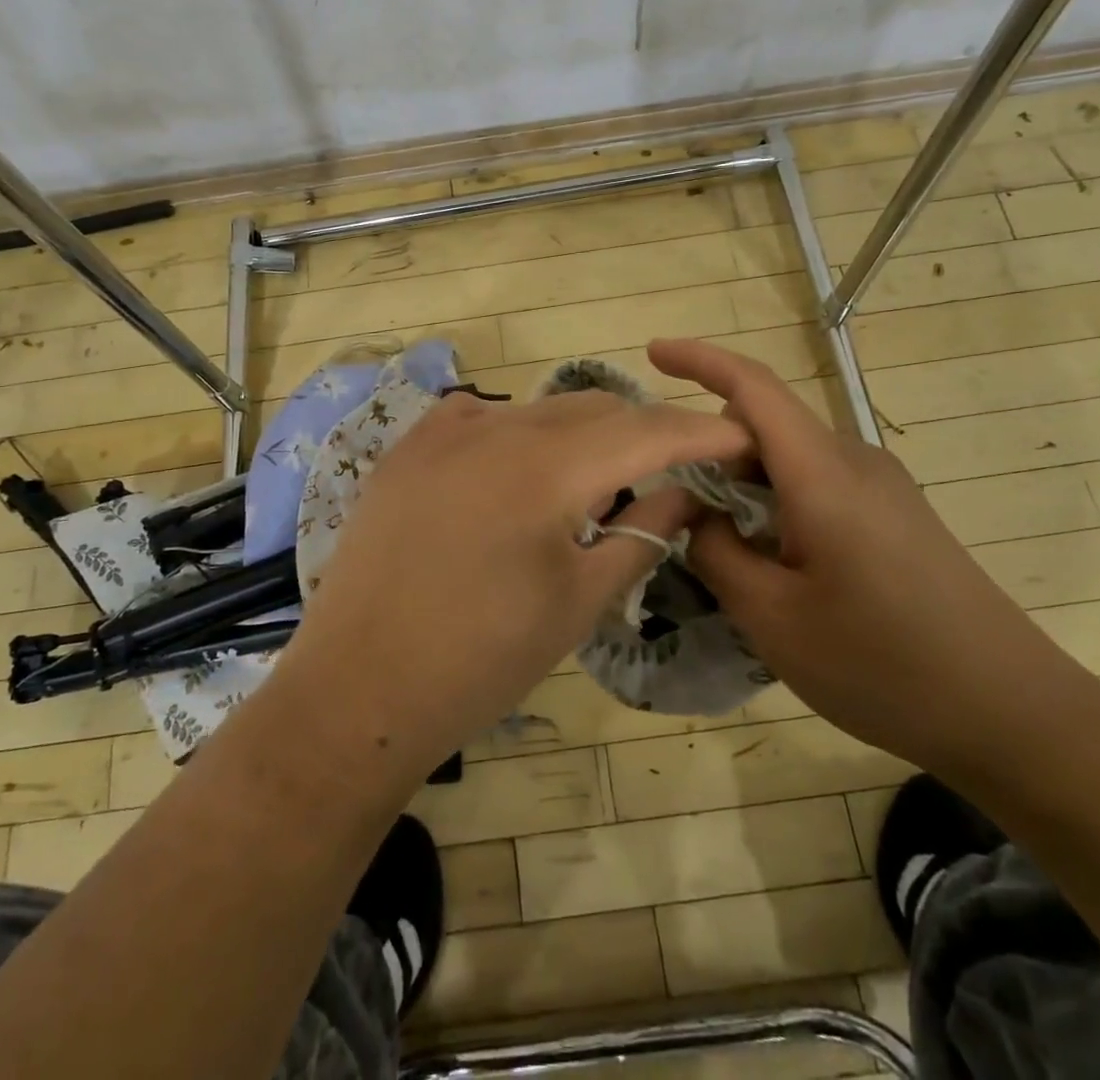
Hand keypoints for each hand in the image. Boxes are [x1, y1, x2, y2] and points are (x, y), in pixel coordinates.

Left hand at [268, 388, 751, 782]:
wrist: (360, 689)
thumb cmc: (482, 659)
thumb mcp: (579, 602)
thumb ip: (641, 534)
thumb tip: (684, 493)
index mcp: (547, 467)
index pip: (647, 431)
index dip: (700, 432)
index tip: (739, 438)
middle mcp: (496, 427)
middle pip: (595, 410)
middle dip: (643, 434)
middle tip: (668, 472)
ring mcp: (444, 431)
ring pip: (539, 410)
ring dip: (580, 435)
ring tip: (590, 486)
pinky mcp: (409, 447)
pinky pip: (481, 416)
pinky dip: (516, 433)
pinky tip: (514, 469)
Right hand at [650, 338, 1098, 775]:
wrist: (1014, 715)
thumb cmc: (883, 665)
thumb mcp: (772, 619)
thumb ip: (715, 551)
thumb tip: (693, 512)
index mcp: (823, 474)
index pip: (753, 388)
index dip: (699, 360)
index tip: (653, 352)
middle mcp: (855, 462)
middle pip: (767, 424)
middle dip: (712, 448)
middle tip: (676, 506)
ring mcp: (883, 487)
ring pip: (792, 457)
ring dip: (746, 482)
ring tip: (723, 545)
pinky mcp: (897, 515)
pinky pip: (820, 483)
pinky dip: (778, 501)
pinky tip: (775, 562)